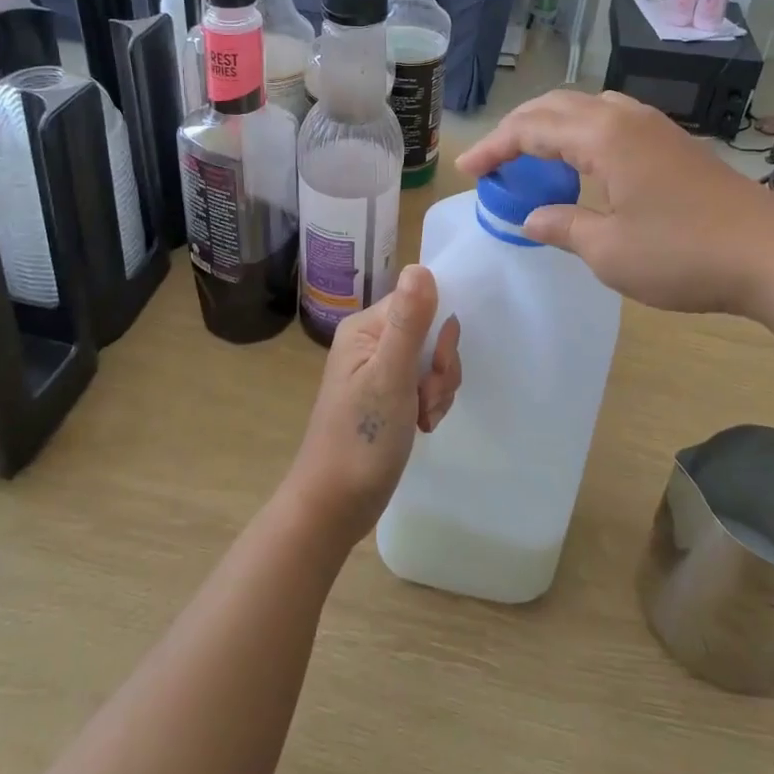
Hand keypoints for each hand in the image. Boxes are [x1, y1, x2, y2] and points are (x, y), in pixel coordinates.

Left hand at [284, 265, 461, 545]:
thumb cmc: (360, 439)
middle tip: (425, 398)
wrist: (334, 506)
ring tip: (421, 417)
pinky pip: (425, 385)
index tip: (434, 366)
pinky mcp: (388, 397)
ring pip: (431, 361)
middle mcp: (371, 342)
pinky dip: (431, 404)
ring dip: (438, 390)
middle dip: (439, 367)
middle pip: (429, 331)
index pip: (419, 302)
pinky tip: (421, 425)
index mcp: (366, 328)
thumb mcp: (390, 377)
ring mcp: (379, 371)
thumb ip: (408, 322)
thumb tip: (421, 266)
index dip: (438, 332)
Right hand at [456, 91, 773, 318]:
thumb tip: (530, 217)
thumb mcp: (608, 251)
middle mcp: (626, 118)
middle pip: (556, 106)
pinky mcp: (674, 143)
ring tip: (531, 157)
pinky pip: (612, 121)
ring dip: (550, 126)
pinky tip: (583, 163)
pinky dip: (581, 133)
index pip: (531, 128)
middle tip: (492, 162)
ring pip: (587, 108)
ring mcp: (655, 127)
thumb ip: (561, 226)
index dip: (494, 147)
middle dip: (517, 129)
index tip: (468, 170)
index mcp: (604, 136)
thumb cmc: (683, 254)